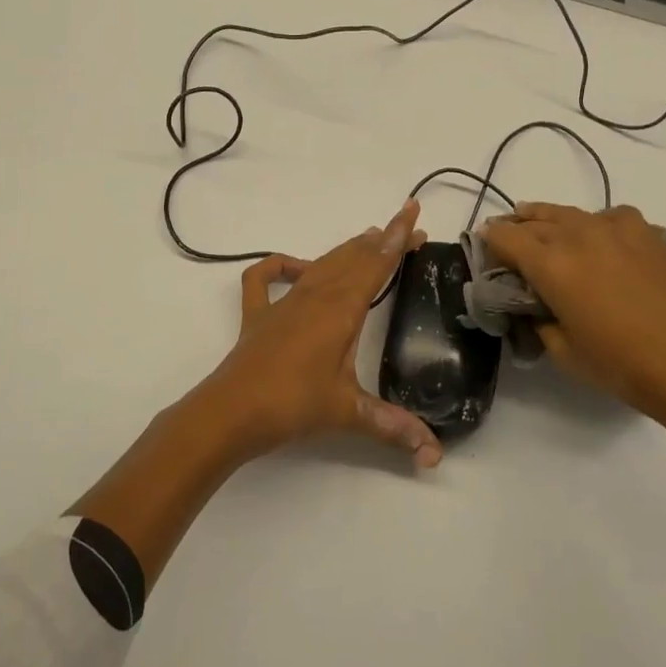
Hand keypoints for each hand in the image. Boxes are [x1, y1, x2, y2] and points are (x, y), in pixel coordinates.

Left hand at [188, 200, 444, 469]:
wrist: (231, 412)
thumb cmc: (292, 404)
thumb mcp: (347, 412)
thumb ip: (392, 426)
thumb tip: (434, 454)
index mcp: (341, 309)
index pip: (376, 264)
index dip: (397, 239)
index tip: (413, 212)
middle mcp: (314, 296)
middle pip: (352, 258)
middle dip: (381, 242)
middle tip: (404, 230)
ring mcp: (283, 303)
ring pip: (320, 264)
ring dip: (345, 250)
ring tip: (368, 238)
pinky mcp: (257, 315)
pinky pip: (264, 278)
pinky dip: (279, 266)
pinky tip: (295, 267)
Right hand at [481, 202, 665, 438]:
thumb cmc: (625, 366)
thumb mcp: (564, 352)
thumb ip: (539, 319)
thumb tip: (534, 303)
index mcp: (550, 263)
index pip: (505, 237)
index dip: (489, 241)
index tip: (483, 248)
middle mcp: (578, 234)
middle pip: (534, 219)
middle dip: (515, 227)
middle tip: (506, 239)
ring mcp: (616, 229)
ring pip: (569, 213)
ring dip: (548, 219)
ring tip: (541, 227)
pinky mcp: (648, 233)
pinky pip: (607, 217)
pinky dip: (593, 223)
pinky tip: (598, 239)